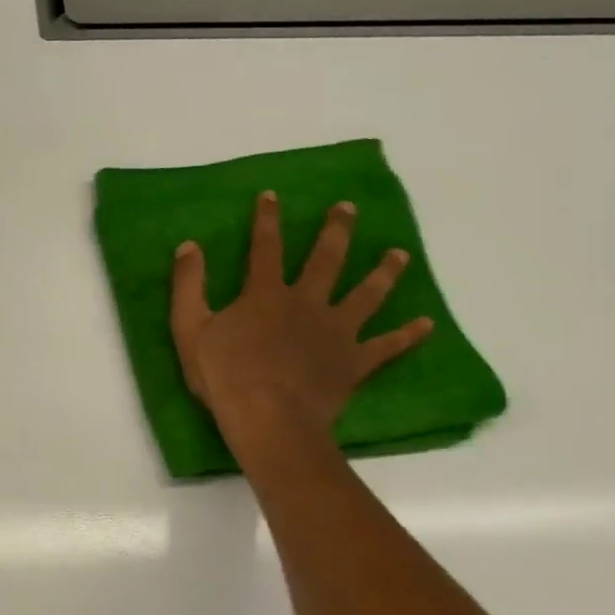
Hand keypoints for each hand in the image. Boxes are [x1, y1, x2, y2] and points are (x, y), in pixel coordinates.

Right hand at [171, 193, 433, 446]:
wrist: (268, 419)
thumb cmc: (224, 375)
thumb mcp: (189, 328)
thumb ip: (188, 285)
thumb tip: (189, 246)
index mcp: (266, 294)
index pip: (265, 247)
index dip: (267, 219)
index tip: (272, 195)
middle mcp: (306, 302)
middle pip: (326, 259)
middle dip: (336, 230)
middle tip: (349, 207)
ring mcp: (336, 331)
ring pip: (366, 294)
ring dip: (383, 271)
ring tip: (398, 254)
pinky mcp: (354, 361)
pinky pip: (387, 346)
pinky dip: (407, 335)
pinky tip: (426, 324)